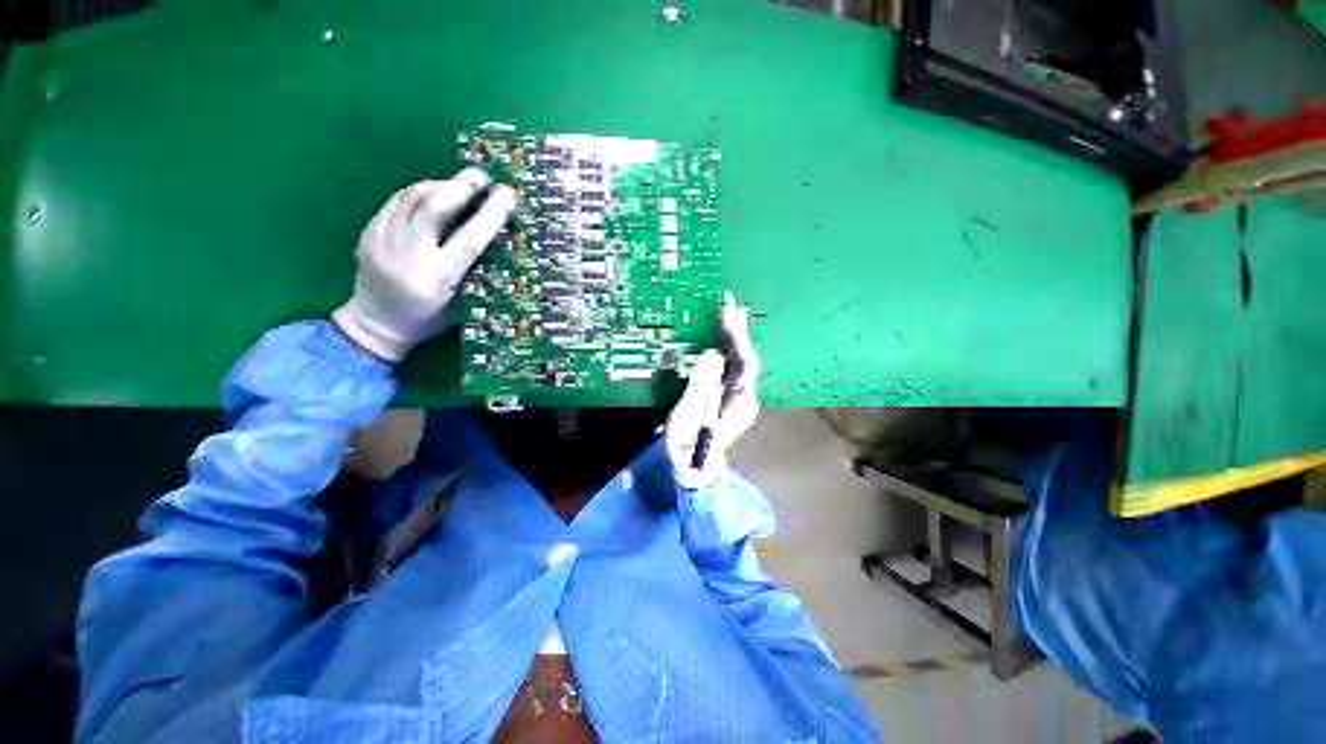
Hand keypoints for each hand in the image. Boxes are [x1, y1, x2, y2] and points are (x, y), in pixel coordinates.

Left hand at [333, 169, 515, 361]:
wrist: (374, 323)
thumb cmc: (427, 319)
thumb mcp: (461, 305)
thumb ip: (475, 274)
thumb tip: (495, 240)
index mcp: (436, 279)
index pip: (468, 241)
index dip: (490, 216)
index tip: (508, 195)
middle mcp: (408, 255)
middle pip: (434, 209)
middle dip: (460, 187)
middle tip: (480, 176)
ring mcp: (383, 240)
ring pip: (413, 199)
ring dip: (441, 186)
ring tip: (460, 182)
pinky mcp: (369, 232)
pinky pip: (397, 201)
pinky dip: (418, 192)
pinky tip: (433, 191)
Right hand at [666, 293, 760, 489]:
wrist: (696, 472)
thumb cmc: (688, 448)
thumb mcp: (688, 417)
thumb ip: (701, 385)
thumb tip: (713, 353)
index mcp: (739, 401)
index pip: (743, 361)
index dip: (736, 335)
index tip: (726, 312)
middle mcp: (745, 397)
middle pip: (745, 358)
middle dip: (738, 330)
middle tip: (729, 303)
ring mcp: (739, 398)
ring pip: (740, 362)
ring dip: (734, 337)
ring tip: (729, 314)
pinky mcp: (730, 398)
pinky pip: (732, 369)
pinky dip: (728, 350)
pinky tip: (723, 339)